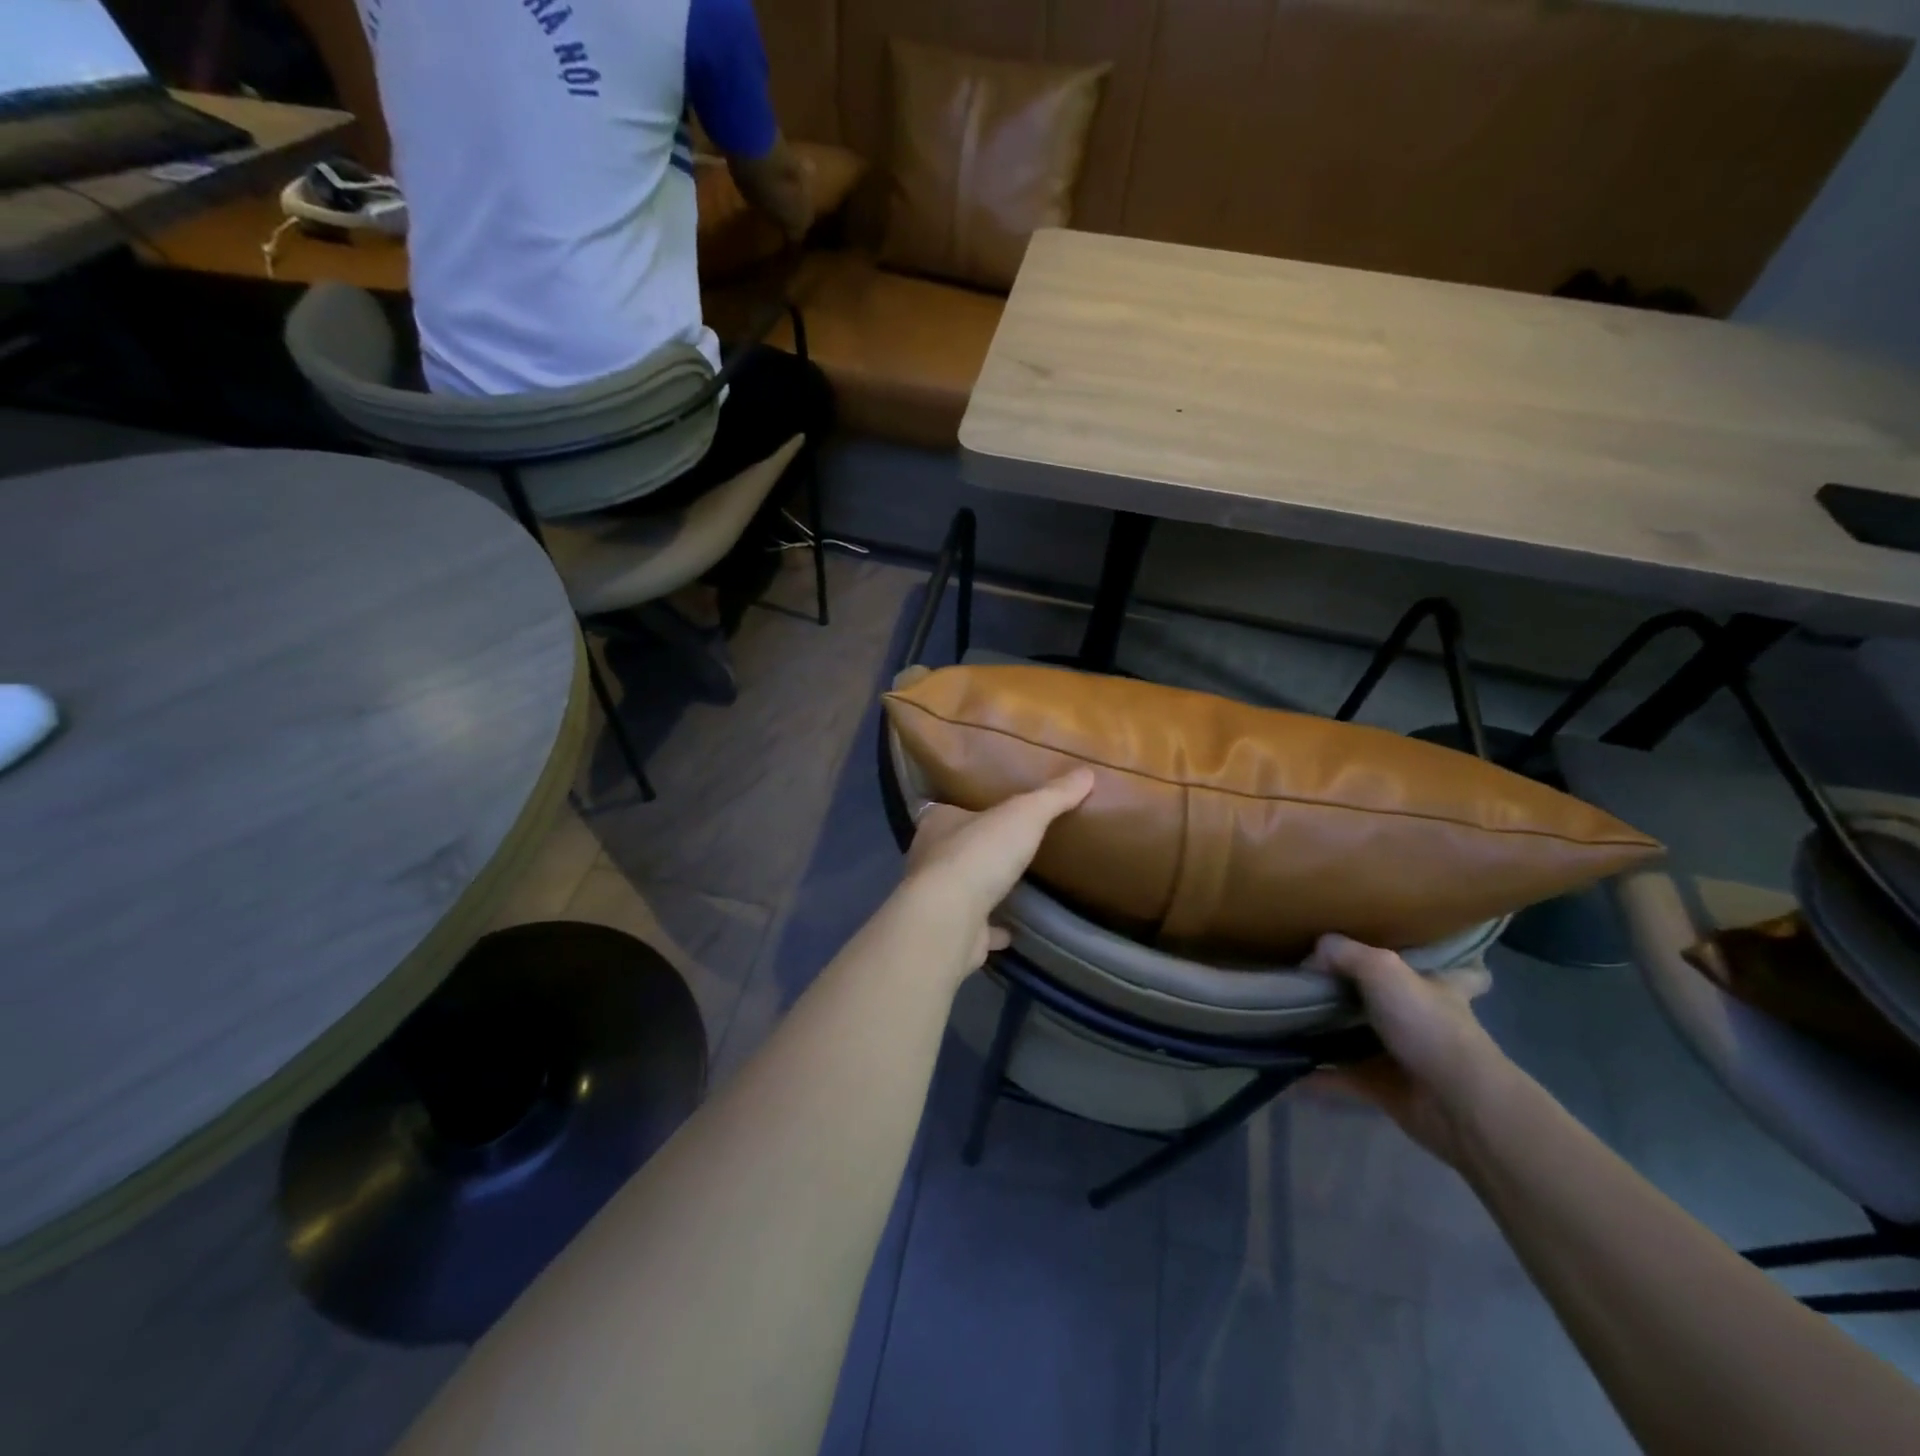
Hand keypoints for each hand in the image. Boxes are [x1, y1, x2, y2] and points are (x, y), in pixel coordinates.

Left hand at [900, 770, 1094, 973]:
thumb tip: (1086, 772)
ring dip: (981, 888)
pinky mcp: (950, 932)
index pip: (947, 810)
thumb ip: (1053, 796)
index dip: (967, 810)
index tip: (990, 811)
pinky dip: (991, 929)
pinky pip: (974, 927)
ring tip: (1012, 884)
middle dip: (976, 848)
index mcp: (938, 823)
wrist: (949, 919)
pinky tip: (1012, 931)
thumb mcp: (1025, 814)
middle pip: (953, 849)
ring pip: (960, 889)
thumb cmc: (980, 854)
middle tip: (1007, 846)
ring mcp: (938, 899)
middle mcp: (930, 858)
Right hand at [1301, 934, 1514, 1167]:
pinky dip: (1313, 1074)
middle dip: (1356, 992)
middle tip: (1310, 981)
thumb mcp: (1382, 969)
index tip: (1409, 955)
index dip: (1439, 962)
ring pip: (1359, 1038)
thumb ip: (1342, 953)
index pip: (1453, 970)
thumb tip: (1310, 958)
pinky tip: (1282, 1065)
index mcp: (1435, 987)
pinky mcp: (1384, 1088)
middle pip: (1388, 1001)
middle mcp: (1421, 1020)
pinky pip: (1339, 1076)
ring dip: (1327, 1033)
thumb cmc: (1428, 1025)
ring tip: (1283, 1017)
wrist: (1456, 1104)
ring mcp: (1402, 1056)